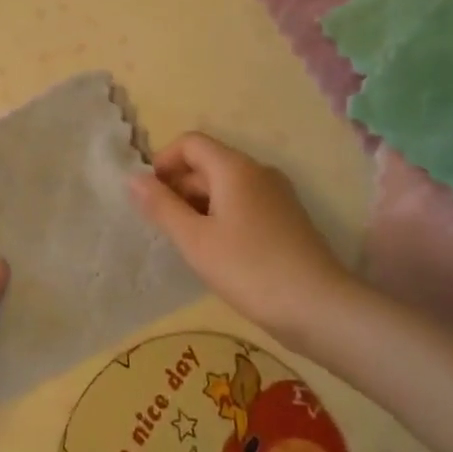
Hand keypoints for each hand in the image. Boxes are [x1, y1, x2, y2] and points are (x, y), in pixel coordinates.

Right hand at [130, 132, 350, 341]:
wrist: (320, 309)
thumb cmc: (250, 269)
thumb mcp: (195, 240)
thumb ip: (161, 206)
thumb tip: (132, 178)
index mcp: (234, 168)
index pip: (190, 143)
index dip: (164, 162)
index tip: (150, 196)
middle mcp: (258, 171)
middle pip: (208, 162)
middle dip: (179, 186)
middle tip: (163, 225)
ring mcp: (277, 195)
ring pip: (226, 185)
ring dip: (199, 203)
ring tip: (187, 241)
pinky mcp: (287, 219)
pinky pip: (244, 203)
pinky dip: (222, 215)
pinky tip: (217, 251)